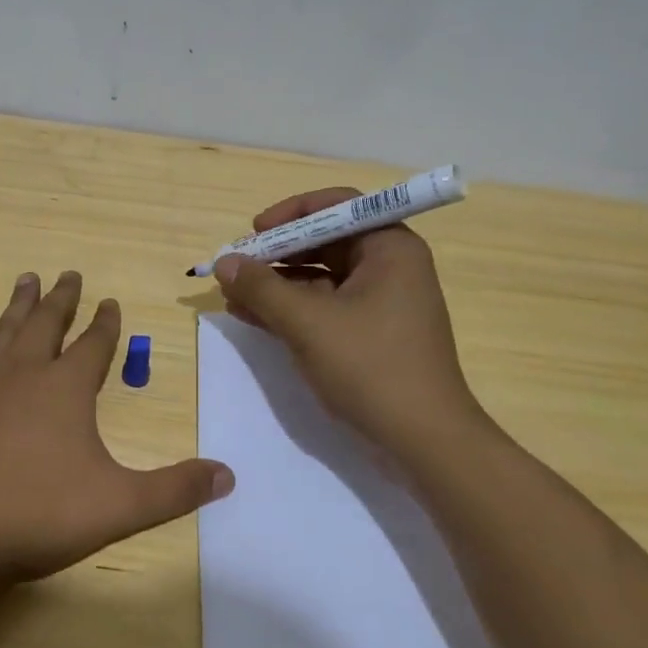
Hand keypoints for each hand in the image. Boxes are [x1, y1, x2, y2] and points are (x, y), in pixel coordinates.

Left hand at [0, 271, 233, 591]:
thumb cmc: (34, 519)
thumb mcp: (119, 508)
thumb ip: (175, 490)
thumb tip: (229, 475)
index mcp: (65, 389)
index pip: (94, 343)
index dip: (106, 322)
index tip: (110, 301)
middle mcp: (22, 372)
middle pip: (47, 323)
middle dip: (62, 298)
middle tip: (70, 273)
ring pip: (4, 329)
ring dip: (19, 303)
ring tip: (28, 278)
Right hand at [213, 187, 483, 455]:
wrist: (423, 441)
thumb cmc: (371, 367)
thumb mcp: (308, 323)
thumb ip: (262, 288)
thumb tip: (223, 262)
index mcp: (389, 248)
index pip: (337, 205)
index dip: (291, 213)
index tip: (254, 232)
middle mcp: (389, 267)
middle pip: (325, 241)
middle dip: (277, 253)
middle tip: (236, 267)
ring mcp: (380, 303)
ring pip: (320, 277)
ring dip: (276, 284)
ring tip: (232, 295)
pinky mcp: (370, 334)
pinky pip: (324, 307)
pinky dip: (290, 309)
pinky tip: (252, 316)